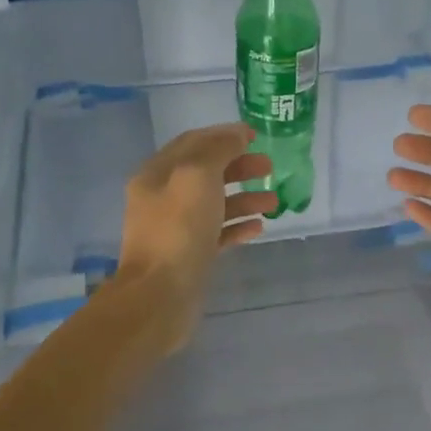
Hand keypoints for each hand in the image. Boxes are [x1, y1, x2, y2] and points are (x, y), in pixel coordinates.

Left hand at [114, 123, 276, 351]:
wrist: (160, 295)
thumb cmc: (178, 229)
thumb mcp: (198, 175)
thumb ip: (218, 150)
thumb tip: (237, 135)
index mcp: (157, 174)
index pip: (193, 143)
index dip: (224, 136)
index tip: (255, 136)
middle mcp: (163, 198)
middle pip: (206, 173)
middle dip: (239, 167)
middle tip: (269, 168)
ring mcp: (176, 229)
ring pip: (214, 204)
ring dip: (244, 198)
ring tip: (273, 201)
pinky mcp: (189, 256)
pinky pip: (217, 233)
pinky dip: (237, 226)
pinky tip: (258, 227)